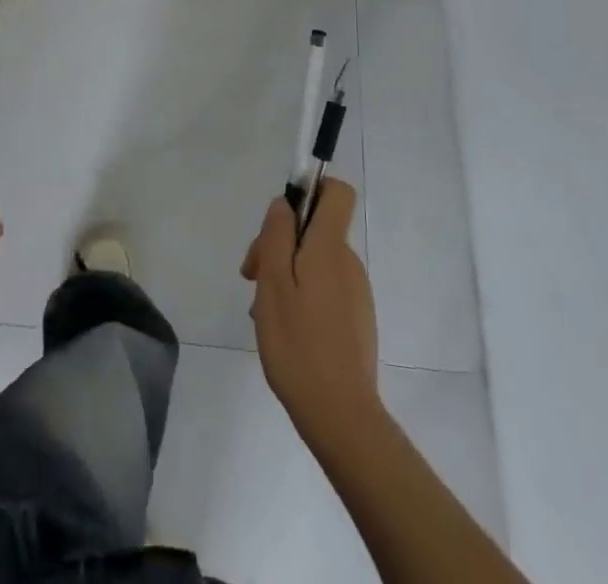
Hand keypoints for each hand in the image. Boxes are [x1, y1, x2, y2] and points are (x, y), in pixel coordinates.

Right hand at [241, 181, 380, 448]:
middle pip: (315, 229)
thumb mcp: (274, 284)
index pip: (337, 192)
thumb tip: (283, 203)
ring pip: (314, 262)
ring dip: (286, 276)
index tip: (282, 217)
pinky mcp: (355, 319)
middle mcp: (348, 262)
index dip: (312, 190)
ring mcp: (355, 292)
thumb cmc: (299, 345)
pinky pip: (323, 289)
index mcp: (330, 247)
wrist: (341, 417)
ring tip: (265, 313)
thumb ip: (277, 235)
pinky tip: (283, 331)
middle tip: (252, 279)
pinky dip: (301, 298)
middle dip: (280, 244)